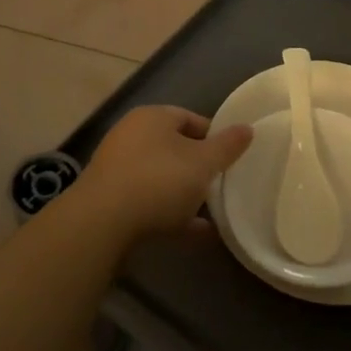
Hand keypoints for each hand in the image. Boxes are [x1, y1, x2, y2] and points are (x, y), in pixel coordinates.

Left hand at [74, 105, 252, 242]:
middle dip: (200, 167)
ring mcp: (118, 169)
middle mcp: (131, 137)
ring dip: (186, 193)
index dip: (215, 136)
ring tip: (214, 211)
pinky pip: (150, 203)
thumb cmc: (159, 181)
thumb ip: (227, 146)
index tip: (232, 157)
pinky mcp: (112, 200)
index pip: (191, 118)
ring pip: (162, 177)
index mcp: (153, 118)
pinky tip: (198, 232)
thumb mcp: (203, 163)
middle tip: (223, 184)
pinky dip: (173, 214)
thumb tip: (247, 128)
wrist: (102, 224)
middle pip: (175, 148)